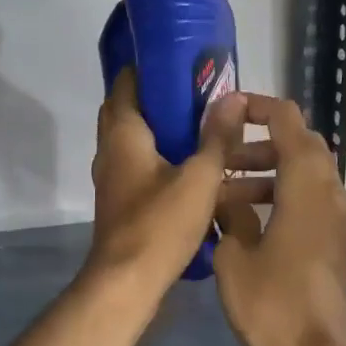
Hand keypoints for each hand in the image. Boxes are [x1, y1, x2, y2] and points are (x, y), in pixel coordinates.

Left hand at [87, 68, 244, 293]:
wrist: (127, 283)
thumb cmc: (160, 224)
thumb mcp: (200, 177)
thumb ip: (217, 137)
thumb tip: (233, 97)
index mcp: (124, 133)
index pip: (127, 83)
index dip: (152, 68)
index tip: (184, 62)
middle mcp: (113, 150)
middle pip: (137, 113)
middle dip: (168, 102)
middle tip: (204, 97)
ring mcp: (117, 179)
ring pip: (145, 145)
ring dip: (174, 136)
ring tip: (214, 131)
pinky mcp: (126, 203)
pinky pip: (149, 170)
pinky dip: (172, 164)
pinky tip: (205, 171)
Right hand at [213, 95, 345, 345]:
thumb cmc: (269, 304)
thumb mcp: (234, 254)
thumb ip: (231, 213)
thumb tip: (228, 197)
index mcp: (306, 186)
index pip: (288, 121)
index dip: (258, 107)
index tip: (226, 111)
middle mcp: (330, 192)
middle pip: (300, 144)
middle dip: (259, 143)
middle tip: (222, 158)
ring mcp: (337, 218)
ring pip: (305, 174)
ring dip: (268, 172)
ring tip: (226, 193)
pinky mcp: (335, 242)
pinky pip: (309, 200)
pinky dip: (281, 196)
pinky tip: (247, 221)